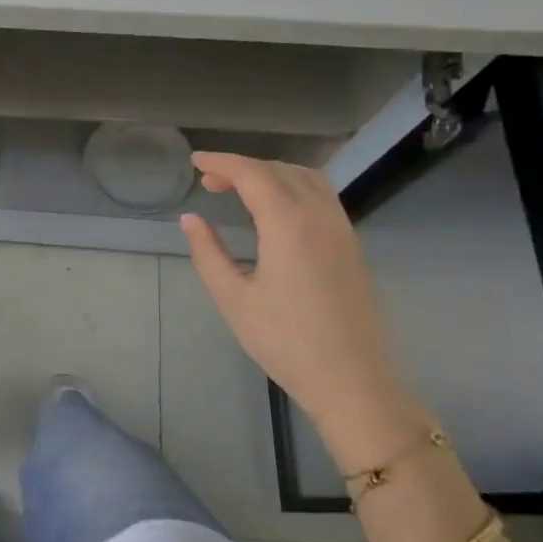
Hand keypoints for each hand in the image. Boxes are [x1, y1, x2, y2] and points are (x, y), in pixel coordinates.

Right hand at [178, 153, 409, 438]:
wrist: (350, 379)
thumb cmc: (284, 341)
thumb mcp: (233, 298)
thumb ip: (208, 253)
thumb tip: (190, 219)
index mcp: (288, 225)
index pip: (252, 175)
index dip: (221, 162)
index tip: (194, 162)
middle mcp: (320, 217)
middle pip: (280, 170)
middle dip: (242, 167)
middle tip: (209, 181)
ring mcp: (342, 229)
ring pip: (307, 178)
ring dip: (271, 173)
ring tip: (240, 189)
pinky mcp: (352, 245)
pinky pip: (322, 196)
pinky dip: (293, 187)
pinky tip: (274, 209)